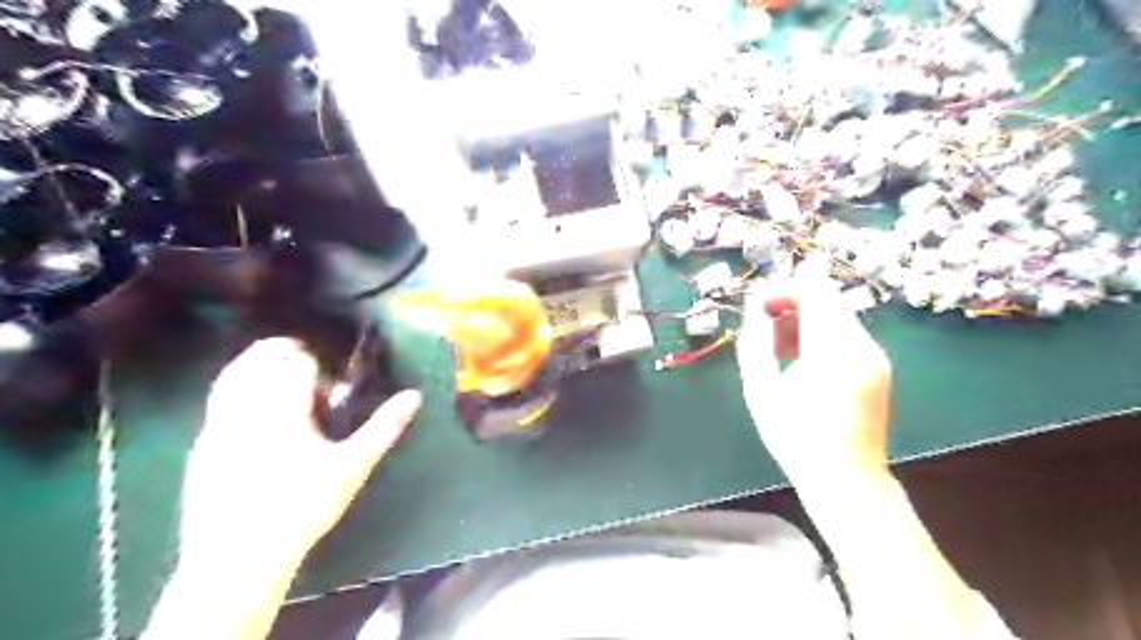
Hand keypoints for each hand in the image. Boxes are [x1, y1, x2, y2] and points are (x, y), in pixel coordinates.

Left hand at [179, 342, 419, 577]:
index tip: (331, 394)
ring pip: (232, 375)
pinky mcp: (201, 446)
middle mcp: (245, 408)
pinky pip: (217, 400)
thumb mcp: (352, 466)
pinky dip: (237, 389)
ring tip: (280, 378)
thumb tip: (414, 396)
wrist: (239, 557)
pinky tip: (255, 414)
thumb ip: (384, 427)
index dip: (318, 369)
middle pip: (259, 358)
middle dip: (285, 354)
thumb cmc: (303, 506)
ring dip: (257, 366)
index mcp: (282, 408)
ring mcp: (216, 426)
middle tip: (308, 370)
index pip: (298, 363)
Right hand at [740, 257, 889, 486]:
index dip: (784, 288)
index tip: (758, 306)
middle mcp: (862, 345)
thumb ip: (756, 339)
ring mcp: (875, 356)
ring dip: (804, 320)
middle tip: (763, 327)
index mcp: (834, 349)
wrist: (846, 479)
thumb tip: (754, 303)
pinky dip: (820, 336)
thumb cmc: (795, 436)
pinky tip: (800, 361)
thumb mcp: (761, 388)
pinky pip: (846, 335)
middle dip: (792, 303)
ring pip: (837, 316)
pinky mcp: (878, 368)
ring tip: (777, 349)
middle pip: (828, 299)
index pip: (815, 291)